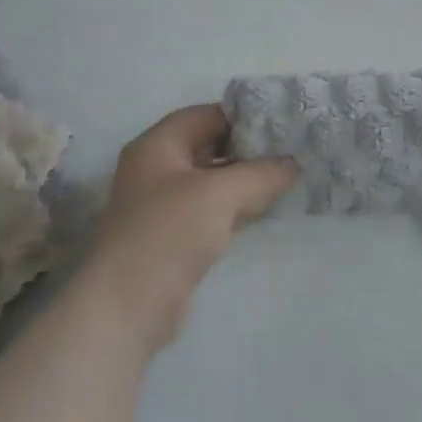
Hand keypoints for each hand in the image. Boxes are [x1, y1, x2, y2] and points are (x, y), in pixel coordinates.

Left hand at [82, 105, 296, 352]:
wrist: (127, 306)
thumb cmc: (168, 233)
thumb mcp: (219, 194)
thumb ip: (260, 174)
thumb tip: (294, 163)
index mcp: (157, 145)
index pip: (205, 115)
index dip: (243, 115)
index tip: (283, 120)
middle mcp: (158, 169)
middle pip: (210, 146)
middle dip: (249, 147)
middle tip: (293, 147)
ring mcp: (165, 205)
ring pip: (214, 180)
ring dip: (247, 178)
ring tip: (290, 173)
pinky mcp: (176, 236)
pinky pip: (213, 209)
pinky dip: (238, 205)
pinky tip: (268, 206)